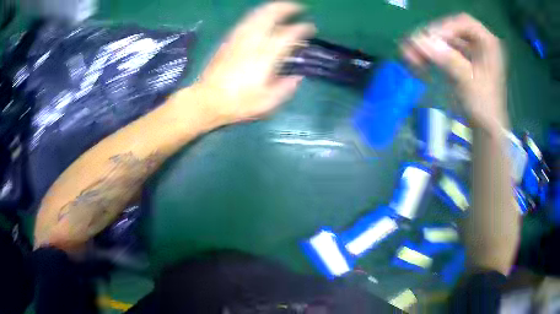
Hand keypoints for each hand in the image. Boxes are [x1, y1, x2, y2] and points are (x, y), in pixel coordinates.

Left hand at [192, 2, 314, 124]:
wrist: (207, 100)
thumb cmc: (238, 103)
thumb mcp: (267, 102)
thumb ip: (286, 87)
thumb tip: (298, 77)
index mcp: (265, 56)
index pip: (288, 34)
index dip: (301, 28)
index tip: (310, 28)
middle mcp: (252, 42)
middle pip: (270, 15)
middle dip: (285, 8)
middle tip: (297, 7)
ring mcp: (238, 39)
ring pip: (256, 15)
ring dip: (271, 8)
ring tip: (281, 8)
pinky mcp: (228, 41)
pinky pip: (245, 21)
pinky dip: (257, 15)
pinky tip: (261, 18)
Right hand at [401, 14, 506, 130]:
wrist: (485, 128)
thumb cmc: (484, 106)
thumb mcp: (469, 81)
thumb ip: (447, 59)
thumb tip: (419, 41)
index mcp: (488, 43)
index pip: (464, 22)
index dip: (446, 27)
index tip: (430, 39)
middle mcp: (478, 43)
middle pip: (450, 30)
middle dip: (431, 38)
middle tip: (413, 46)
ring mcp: (468, 51)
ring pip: (444, 41)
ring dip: (426, 46)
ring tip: (409, 54)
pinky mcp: (460, 61)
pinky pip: (442, 52)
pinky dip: (429, 55)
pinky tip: (417, 60)